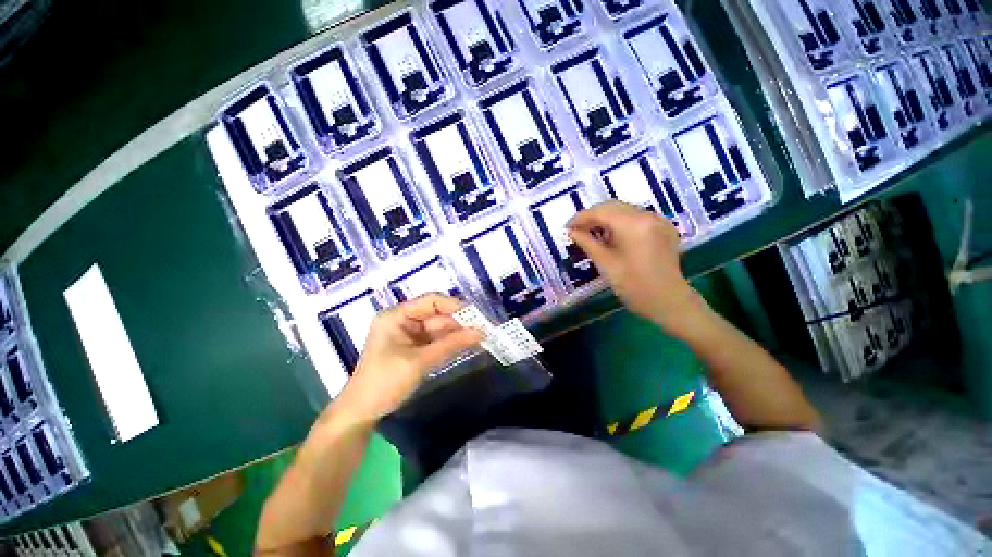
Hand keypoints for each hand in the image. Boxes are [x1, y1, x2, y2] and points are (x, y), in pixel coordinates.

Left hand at [336, 294, 482, 423]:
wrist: (362, 413)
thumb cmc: (384, 382)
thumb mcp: (419, 362)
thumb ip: (451, 345)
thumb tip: (481, 332)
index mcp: (397, 315)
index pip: (431, 301)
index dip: (455, 306)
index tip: (477, 316)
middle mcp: (404, 320)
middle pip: (438, 315)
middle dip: (459, 323)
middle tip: (484, 329)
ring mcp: (410, 334)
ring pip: (440, 329)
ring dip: (458, 334)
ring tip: (482, 337)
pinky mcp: (415, 348)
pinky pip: (437, 341)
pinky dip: (451, 344)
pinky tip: (468, 345)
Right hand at [568, 201, 702, 331]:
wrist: (668, 301)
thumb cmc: (633, 286)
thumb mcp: (605, 264)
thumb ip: (587, 242)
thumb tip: (571, 231)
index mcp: (633, 224)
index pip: (600, 211)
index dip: (580, 217)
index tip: (567, 227)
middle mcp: (647, 215)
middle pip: (612, 206)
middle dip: (592, 216)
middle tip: (577, 230)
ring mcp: (658, 219)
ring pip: (624, 210)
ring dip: (605, 218)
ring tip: (592, 233)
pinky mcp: (663, 227)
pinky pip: (636, 217)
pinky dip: (620, 222)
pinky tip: (612, 236)